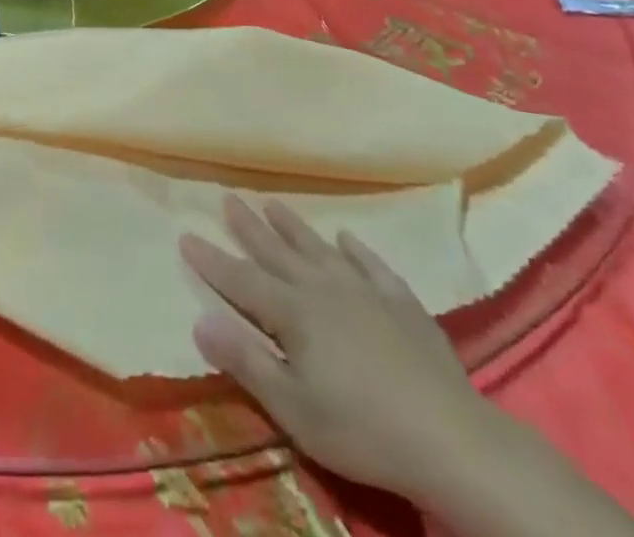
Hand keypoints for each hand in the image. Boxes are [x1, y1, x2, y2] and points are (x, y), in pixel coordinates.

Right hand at [180, 196, 504, 503]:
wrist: (447, 436)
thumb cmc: (359, 429)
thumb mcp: (292, 407)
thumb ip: (245, 361)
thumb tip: (199, 319)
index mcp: (293, 313)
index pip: (241, 280)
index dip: (211, 260)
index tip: (186, 234)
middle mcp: (322, 287)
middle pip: (277, 252)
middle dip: (248, 227)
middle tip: (228, 198)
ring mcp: (363, 289)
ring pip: (318, 248)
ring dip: (293, 226)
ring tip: (272, 203)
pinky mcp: (399, 301)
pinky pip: (370, 264)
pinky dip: (355, 249)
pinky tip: (346, 237)